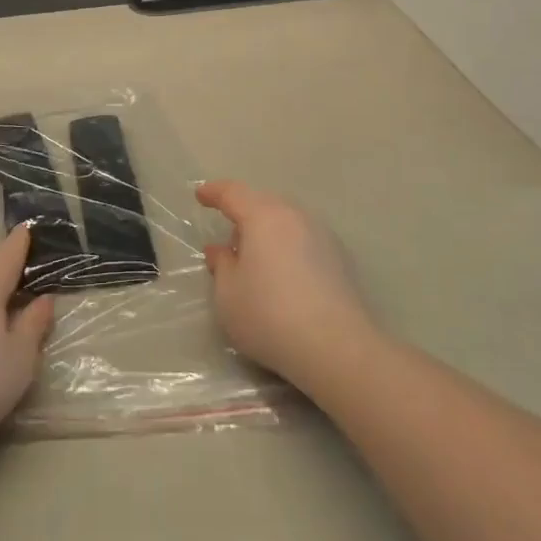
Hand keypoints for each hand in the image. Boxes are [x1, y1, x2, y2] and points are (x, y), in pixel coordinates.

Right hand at [198, 180, 375, 390]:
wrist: (337, 347)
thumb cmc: (270, 316)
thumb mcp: (228, 295)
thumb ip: (221, 266)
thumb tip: (220, 250)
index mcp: (263, 216)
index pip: (233, 193)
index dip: (214, 192)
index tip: (201, 195)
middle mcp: (294, 216)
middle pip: (263, 202)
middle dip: (243, 213)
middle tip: (229, 238)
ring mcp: (321, 235)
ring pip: (286, 220)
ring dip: (267, 230)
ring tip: (256, 258)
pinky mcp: (340, 258)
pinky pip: (304, 239)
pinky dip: (288, 246)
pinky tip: (284, 273)